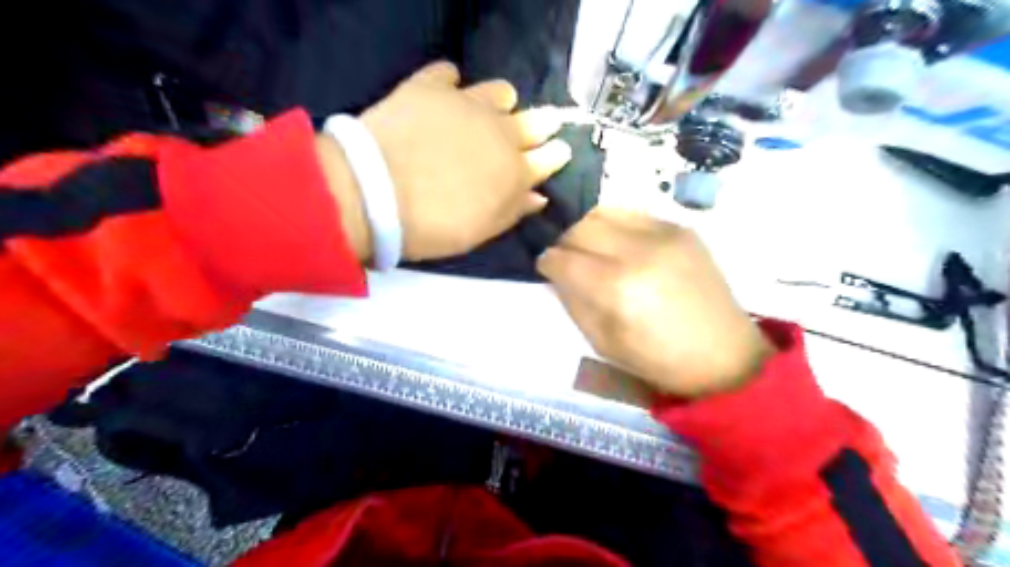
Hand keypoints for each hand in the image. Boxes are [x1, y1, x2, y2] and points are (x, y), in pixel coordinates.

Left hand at [320, 60, 571, 260]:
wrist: (374, 194)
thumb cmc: (432, 225)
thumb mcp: (480, 231)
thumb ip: (513, 211)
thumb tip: (539, 196)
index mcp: (514, 172)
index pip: (547, 159)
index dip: (555, 155)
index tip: (560, 150)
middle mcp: (499, 132)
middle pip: (532, 122)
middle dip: (542, 125)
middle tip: (543, 124)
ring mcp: (465, 104)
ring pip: (498, 92)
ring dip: (501, 102)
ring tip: (493, 109)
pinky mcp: (430, 87)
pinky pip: (448, 74)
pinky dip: (451, 83)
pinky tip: (446, 93)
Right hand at [536, 208, 774, 397]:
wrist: (724, 354)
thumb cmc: (659, 359)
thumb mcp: (603, 342)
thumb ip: (574, 301)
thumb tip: (558, 272)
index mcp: (617, 288)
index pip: (564, 259)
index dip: (546, 261)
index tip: (544, 266)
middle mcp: (638, 251)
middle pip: (580, 227)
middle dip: (563, 240)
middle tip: (564, 256)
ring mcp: (663, 233)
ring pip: (604, 211)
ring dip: (586, 227)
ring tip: (587, 245)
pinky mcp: (681, 227)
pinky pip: (632, 214)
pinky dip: (615, 224)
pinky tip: (617, 242)